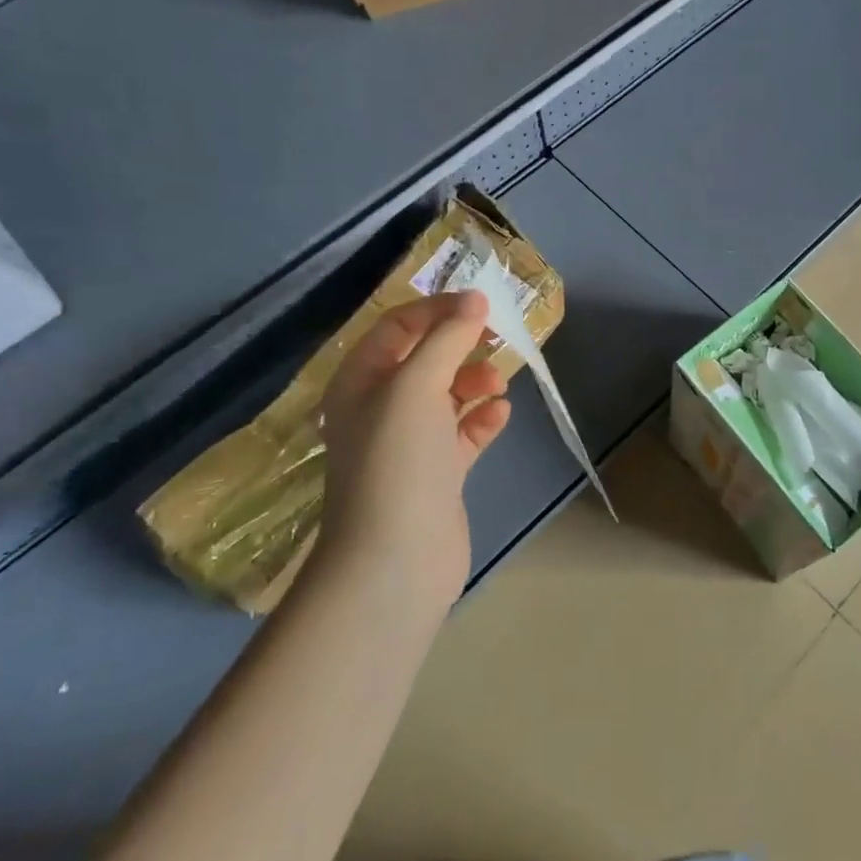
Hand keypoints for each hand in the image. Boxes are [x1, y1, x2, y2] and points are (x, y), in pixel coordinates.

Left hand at [316, 292, 510, 610]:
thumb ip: (447, 338)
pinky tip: (500, 415)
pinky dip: (482, 419)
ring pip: (447, 395)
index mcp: (360, 382)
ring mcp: (409, 443)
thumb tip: (475, 298)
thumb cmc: (397, 461)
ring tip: (497, 385)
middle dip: (460, 345)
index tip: (481, 304)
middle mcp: (380, 408)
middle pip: (424, 358)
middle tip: (497, 340)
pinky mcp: (437, 473)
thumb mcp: (416, 386)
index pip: (397, 326)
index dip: (437, 309)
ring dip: (474, 382)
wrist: (394, 562)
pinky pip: (463, 432)